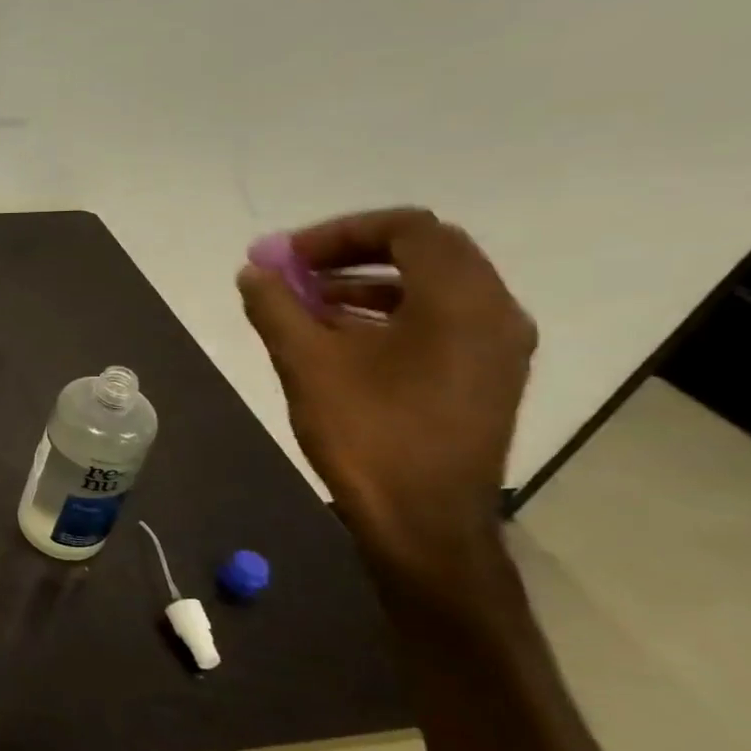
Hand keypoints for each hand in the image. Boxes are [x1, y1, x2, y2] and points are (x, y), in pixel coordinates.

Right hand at [237, 208, 535, 594]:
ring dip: (368, 282)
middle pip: (425, 251)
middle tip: (296, 272)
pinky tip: (341, 338)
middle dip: (352, 253)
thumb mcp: (306, 363)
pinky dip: (389, 312)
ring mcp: (496, 346)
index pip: (407, 229)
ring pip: (432, 286)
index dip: (339, 232)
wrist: (423, 521)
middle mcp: (493, 311)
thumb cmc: (367, 434)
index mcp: (458, 300)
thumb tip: (253, 272)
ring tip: (308, 304)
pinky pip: (440, 320)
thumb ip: (276, 307)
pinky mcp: (486, 375)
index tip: (288, 257)